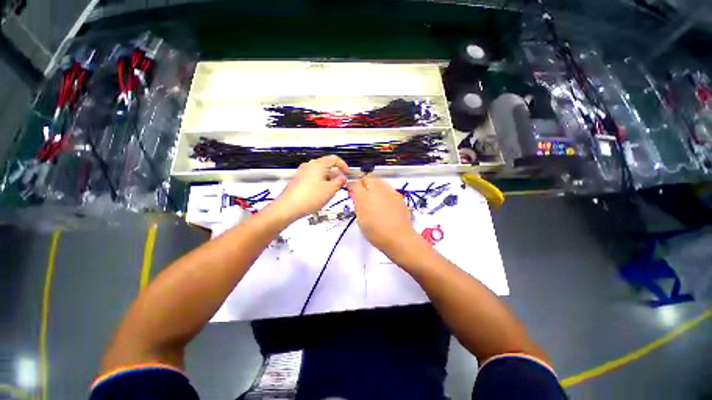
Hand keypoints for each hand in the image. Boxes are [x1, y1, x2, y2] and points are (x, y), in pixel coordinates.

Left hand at [274, 155, 349, 220]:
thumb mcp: (330, 190)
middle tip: (341, 183)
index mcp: (318, 165)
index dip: (343, 165)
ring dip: (328, 178)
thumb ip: (339, 182)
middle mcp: (309, 165)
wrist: (288, 207)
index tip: (348, 174)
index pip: (334, 159)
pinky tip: (320, 192)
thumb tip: (343, 177)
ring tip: (332, 189)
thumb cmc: (311, 197)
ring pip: (319, 172)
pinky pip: (312, 177)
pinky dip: (320, 181)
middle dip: (336, 173)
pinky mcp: (297, 180)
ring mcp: (302, 172)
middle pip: (326, 164)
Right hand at [347, 176, 421, 254]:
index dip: (352, 186)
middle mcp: (377, 190)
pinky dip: (384, 191)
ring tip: (374, 197)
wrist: (399, 238)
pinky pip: (388, 188)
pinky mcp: (398, 195)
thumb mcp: (361, 220)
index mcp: (364, 197)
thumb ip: (357, 205)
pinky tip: (385, 201)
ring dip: (374, 186)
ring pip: (379, 181)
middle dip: (363, 184)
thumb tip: (355, 195)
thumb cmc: (376, 233)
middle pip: (368, 179)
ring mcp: (389, 192)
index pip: (355, 184)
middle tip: (363, 194)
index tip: (352, 191)